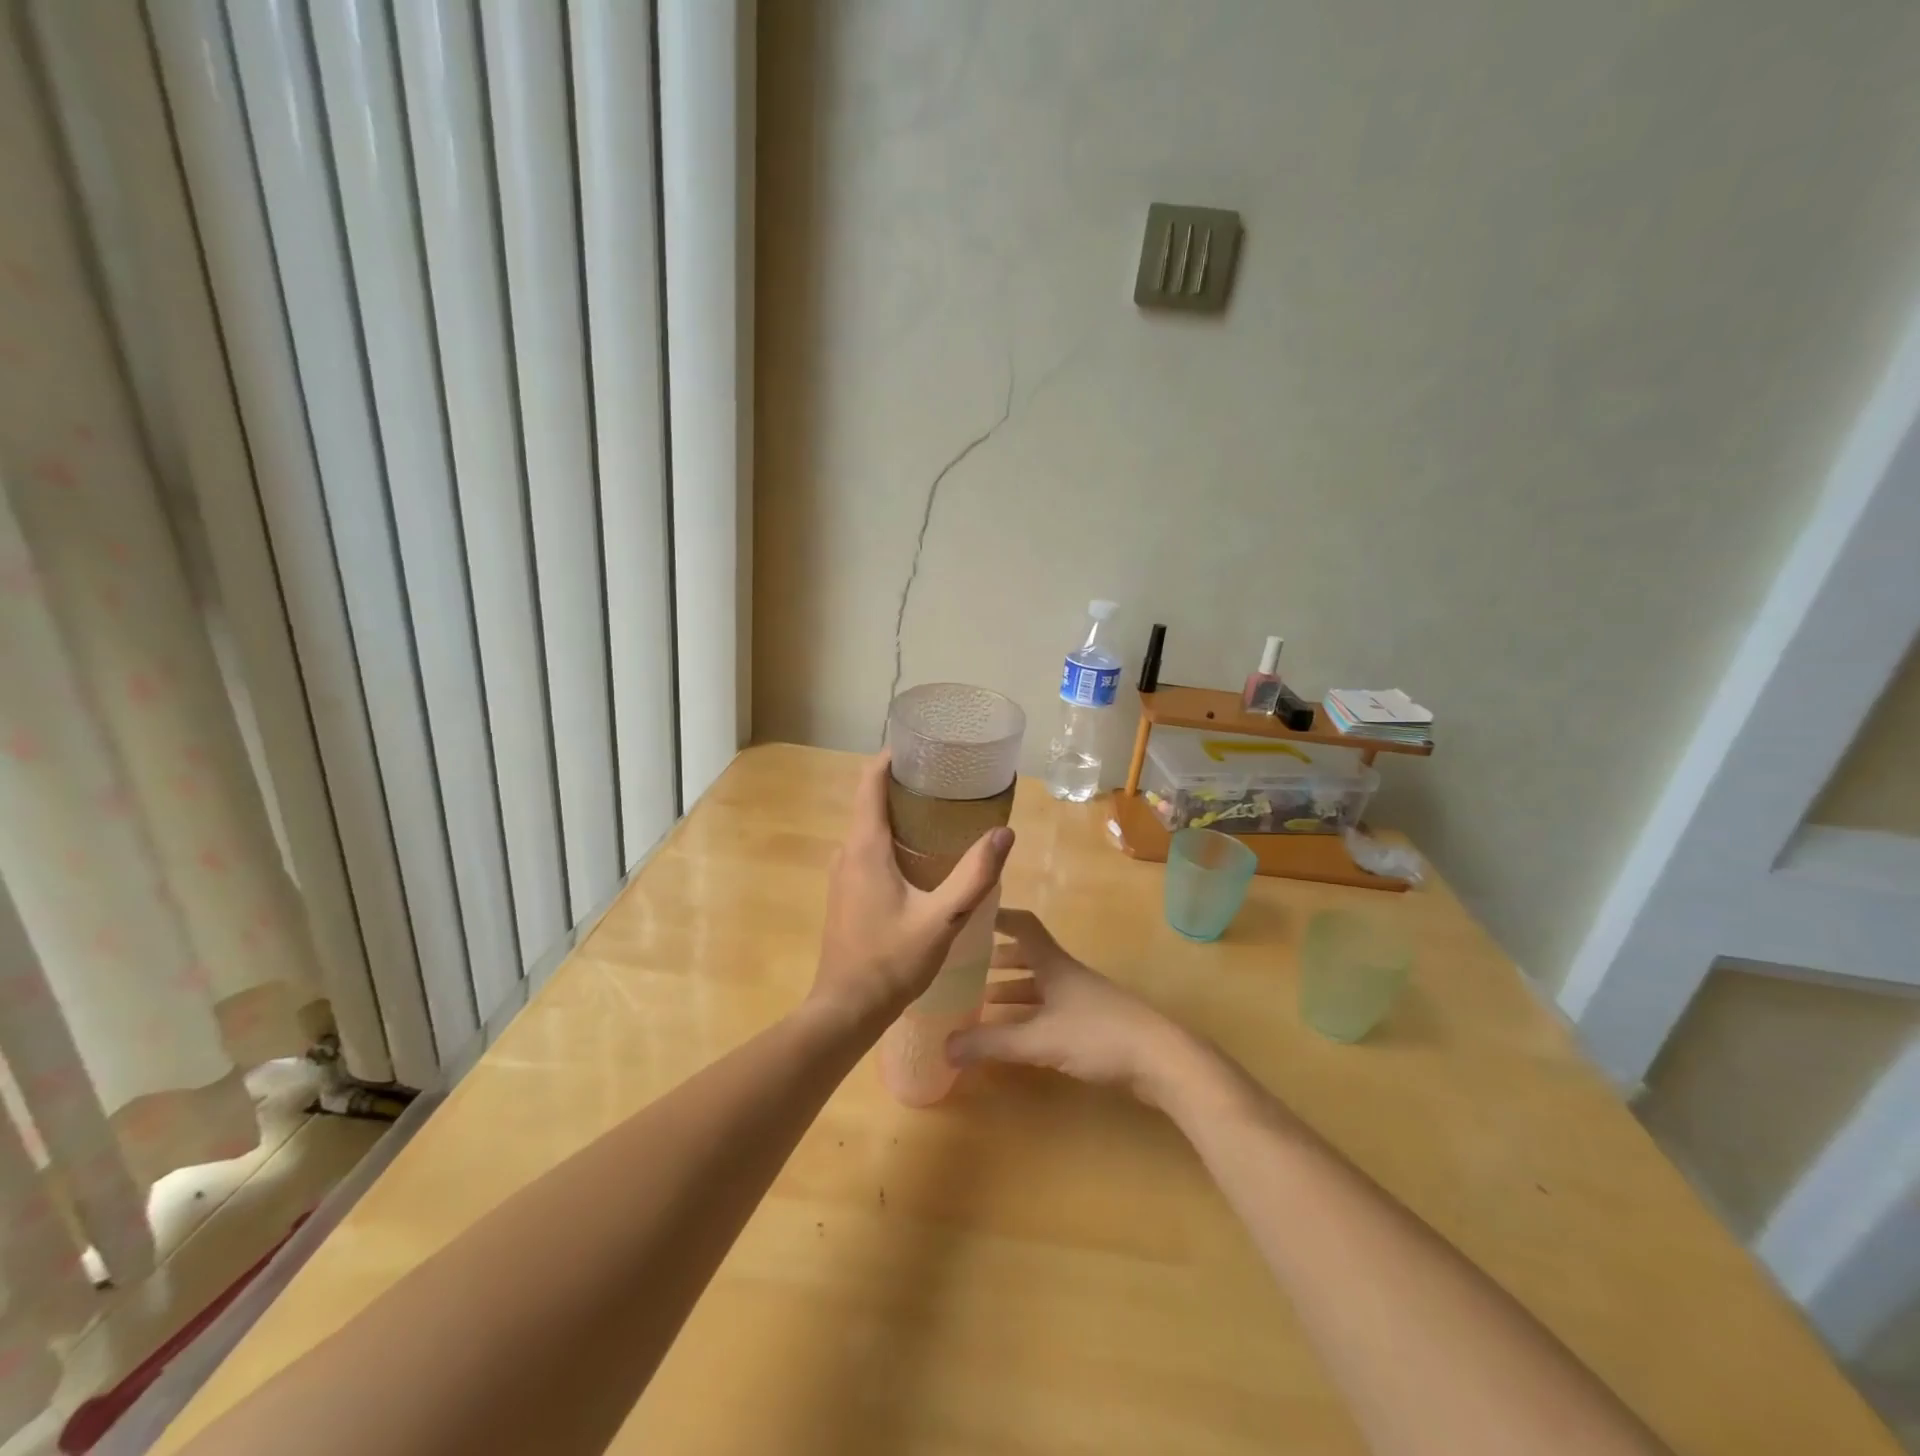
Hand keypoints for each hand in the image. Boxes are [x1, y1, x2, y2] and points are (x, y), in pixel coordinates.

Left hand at [810, 752, 1013, 1028]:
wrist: (845, 1010)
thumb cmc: (891, 961)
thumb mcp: (942, 919)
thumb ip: (975, 876)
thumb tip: (1004, 833)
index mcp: (865, 846)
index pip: (869, 781)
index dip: (892, 757)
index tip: (923, 746)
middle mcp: (847, 852)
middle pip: (872, 801)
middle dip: (906, 785)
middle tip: (949, 781)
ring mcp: (842, 874)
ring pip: (871, 828)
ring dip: (902, 815)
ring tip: (943, 814)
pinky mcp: (846, 893)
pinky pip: (869, 850)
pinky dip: (894, 840)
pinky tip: (923, 858)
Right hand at [947, 910, 1204, 1104]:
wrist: (1162, 1061)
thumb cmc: (1099, 1035)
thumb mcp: (1039, 1039)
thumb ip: (992, 1043)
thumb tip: (943, 1045)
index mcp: (1054, 964)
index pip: (1023, 926)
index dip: (998, 917)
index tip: (970, 915)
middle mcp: (1067, 974)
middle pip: (1029, 957)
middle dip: (998, 960)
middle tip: (967, 970)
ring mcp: (1082, 999)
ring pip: (1040, 986)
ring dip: (1012, 992)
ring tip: (982, 1005)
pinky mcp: (1093, 1025)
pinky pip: (1050, 1011)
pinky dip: (1028, 1017)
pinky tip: (1016, 1037)